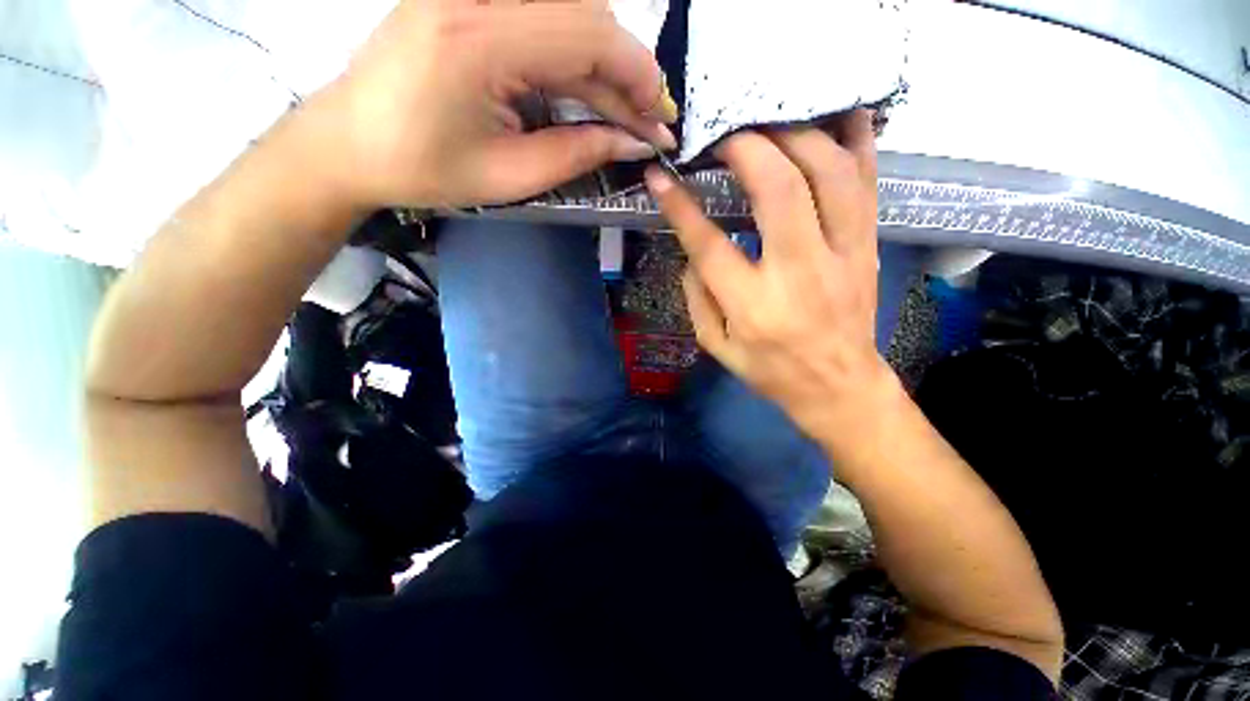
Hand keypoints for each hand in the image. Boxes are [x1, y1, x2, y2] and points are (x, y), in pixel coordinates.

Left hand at [310, 0, 676, 208]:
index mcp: (478, 39)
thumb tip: (635, 143)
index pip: (589, 33)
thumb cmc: (425, 169)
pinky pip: (543, 17)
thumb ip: (579, 153)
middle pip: (586, 14)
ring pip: (570, 12)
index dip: (638, 74)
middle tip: (647, 123)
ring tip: (624, 115)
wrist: (350, 143)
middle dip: (628, 72)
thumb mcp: (511, 176)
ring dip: (605, 64)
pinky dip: (576, 55)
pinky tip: (588, 92)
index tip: (660, 119)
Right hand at [647, 111, 893, 445]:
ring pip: (830, 173)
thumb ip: (696, 296)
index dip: (680, 206)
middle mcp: (799, 272)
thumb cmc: (770, 370)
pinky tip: (838, 116)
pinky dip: (855, 143)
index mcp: (753, 306)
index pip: (709, 244)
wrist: (838, 385)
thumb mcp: (716, 345)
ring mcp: (843, 255)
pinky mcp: (868, 247)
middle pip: (779, 189)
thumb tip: (691, 250)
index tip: (660, 177)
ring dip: (797, 136)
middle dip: (747, 147)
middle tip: (723, 135)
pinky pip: (867, 183)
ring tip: (769, 123)